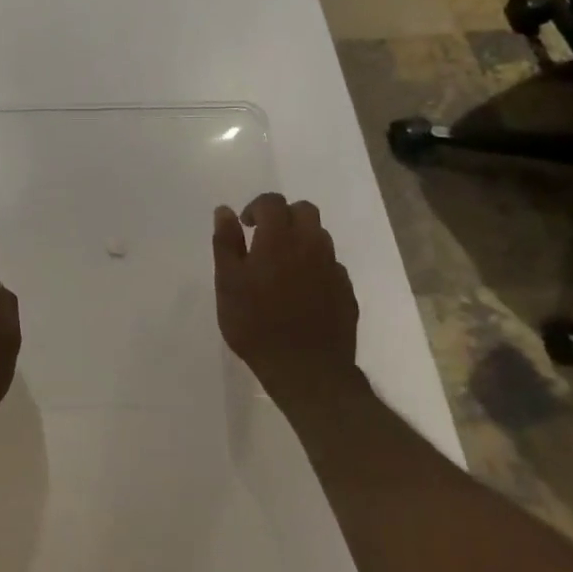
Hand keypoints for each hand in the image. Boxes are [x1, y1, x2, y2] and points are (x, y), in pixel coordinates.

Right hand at [213, 194, 362, 415]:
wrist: (306, 369)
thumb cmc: (256, 322)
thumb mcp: (227, 282)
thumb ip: (226, 242)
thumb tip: (225, 211)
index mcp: (280, 238)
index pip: (272, 202)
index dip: (256, 207)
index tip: (243, 226)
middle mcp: (312, 246)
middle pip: (305, 211)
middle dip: (283, 216)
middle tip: (263, 239)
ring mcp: (334, 269)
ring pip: (321, 237)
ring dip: (300, 240)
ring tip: (280, 266)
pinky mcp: (347, 292)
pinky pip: (331, 266)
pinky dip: (315, 267)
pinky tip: (299, 291)